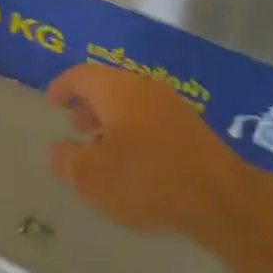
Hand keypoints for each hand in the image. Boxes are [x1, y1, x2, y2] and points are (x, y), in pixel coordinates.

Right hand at [46, 64, 247, 241]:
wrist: (221, 197)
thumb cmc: (147, 180)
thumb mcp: (93, 178)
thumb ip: (68, 161)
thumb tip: (57, 149)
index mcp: (115, 89)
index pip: (81, 75)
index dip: (62, 86)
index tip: (51, 100)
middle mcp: (142, 87)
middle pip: (107, 86)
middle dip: (88, 104)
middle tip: (74, 124)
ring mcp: (171, 105)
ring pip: (131, 104)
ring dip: (111, 120)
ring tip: (101, 147)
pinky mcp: (191, 128)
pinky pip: (150, 119)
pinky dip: (134, 131)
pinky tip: (134, 162)